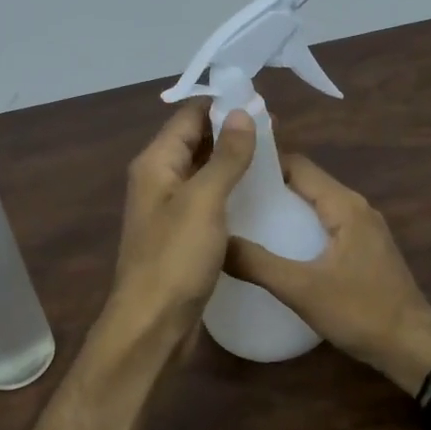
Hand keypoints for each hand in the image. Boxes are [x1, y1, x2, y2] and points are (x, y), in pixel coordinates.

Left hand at [105, 102, 256, 341]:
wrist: (153, 325)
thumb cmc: (175, 258)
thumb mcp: (204, 201)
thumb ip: (225, 156)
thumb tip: (242, 113)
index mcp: (156, 163)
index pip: (188, 117)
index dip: (222, 105)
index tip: (262, 103)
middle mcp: (158, 180)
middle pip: (195, 142)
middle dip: (231, 132)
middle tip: (277, 131)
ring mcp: (169, 210)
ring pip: (203, 172)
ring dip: (232, 162)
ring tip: (275, 158)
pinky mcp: (181, 236)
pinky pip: (207, 201)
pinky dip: (229, 191)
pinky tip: (258, 196)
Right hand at [226, 154, 430, 394]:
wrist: (412, 348)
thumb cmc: (360, 312)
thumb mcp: (301, 289)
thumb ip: (257, 264)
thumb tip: (217, 243)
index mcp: (344, 206)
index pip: (298, 165)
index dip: (263, 164)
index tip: (229, 172)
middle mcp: (356, 208)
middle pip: (306, 183)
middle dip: (269, 187)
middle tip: (229, 198)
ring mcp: (363, 230)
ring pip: (315, 206)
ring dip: (284, 209)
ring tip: (244, 220)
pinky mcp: (364, 250)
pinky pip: (324, 226)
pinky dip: (299, 228)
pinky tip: (276, 247)